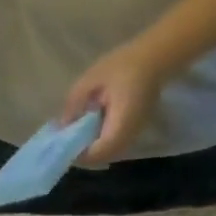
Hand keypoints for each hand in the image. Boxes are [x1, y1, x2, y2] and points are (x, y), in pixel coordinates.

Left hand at [62, 39, 167, 165]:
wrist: (154, 58)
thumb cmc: (122, 65)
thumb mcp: (91, 80)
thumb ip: (74, 104)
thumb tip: (61, 126)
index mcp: (121, 122)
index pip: (99, 152)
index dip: (80, 154)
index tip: (63, 148)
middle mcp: (130, 134)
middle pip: (104, 157)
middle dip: (85, 155)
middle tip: (67, 144)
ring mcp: (136, 134)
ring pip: (111, 154)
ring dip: (93, 150)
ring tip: (77, 138)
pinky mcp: (136, 131)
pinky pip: (116, 146)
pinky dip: (102, 144)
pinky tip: (91, 131)